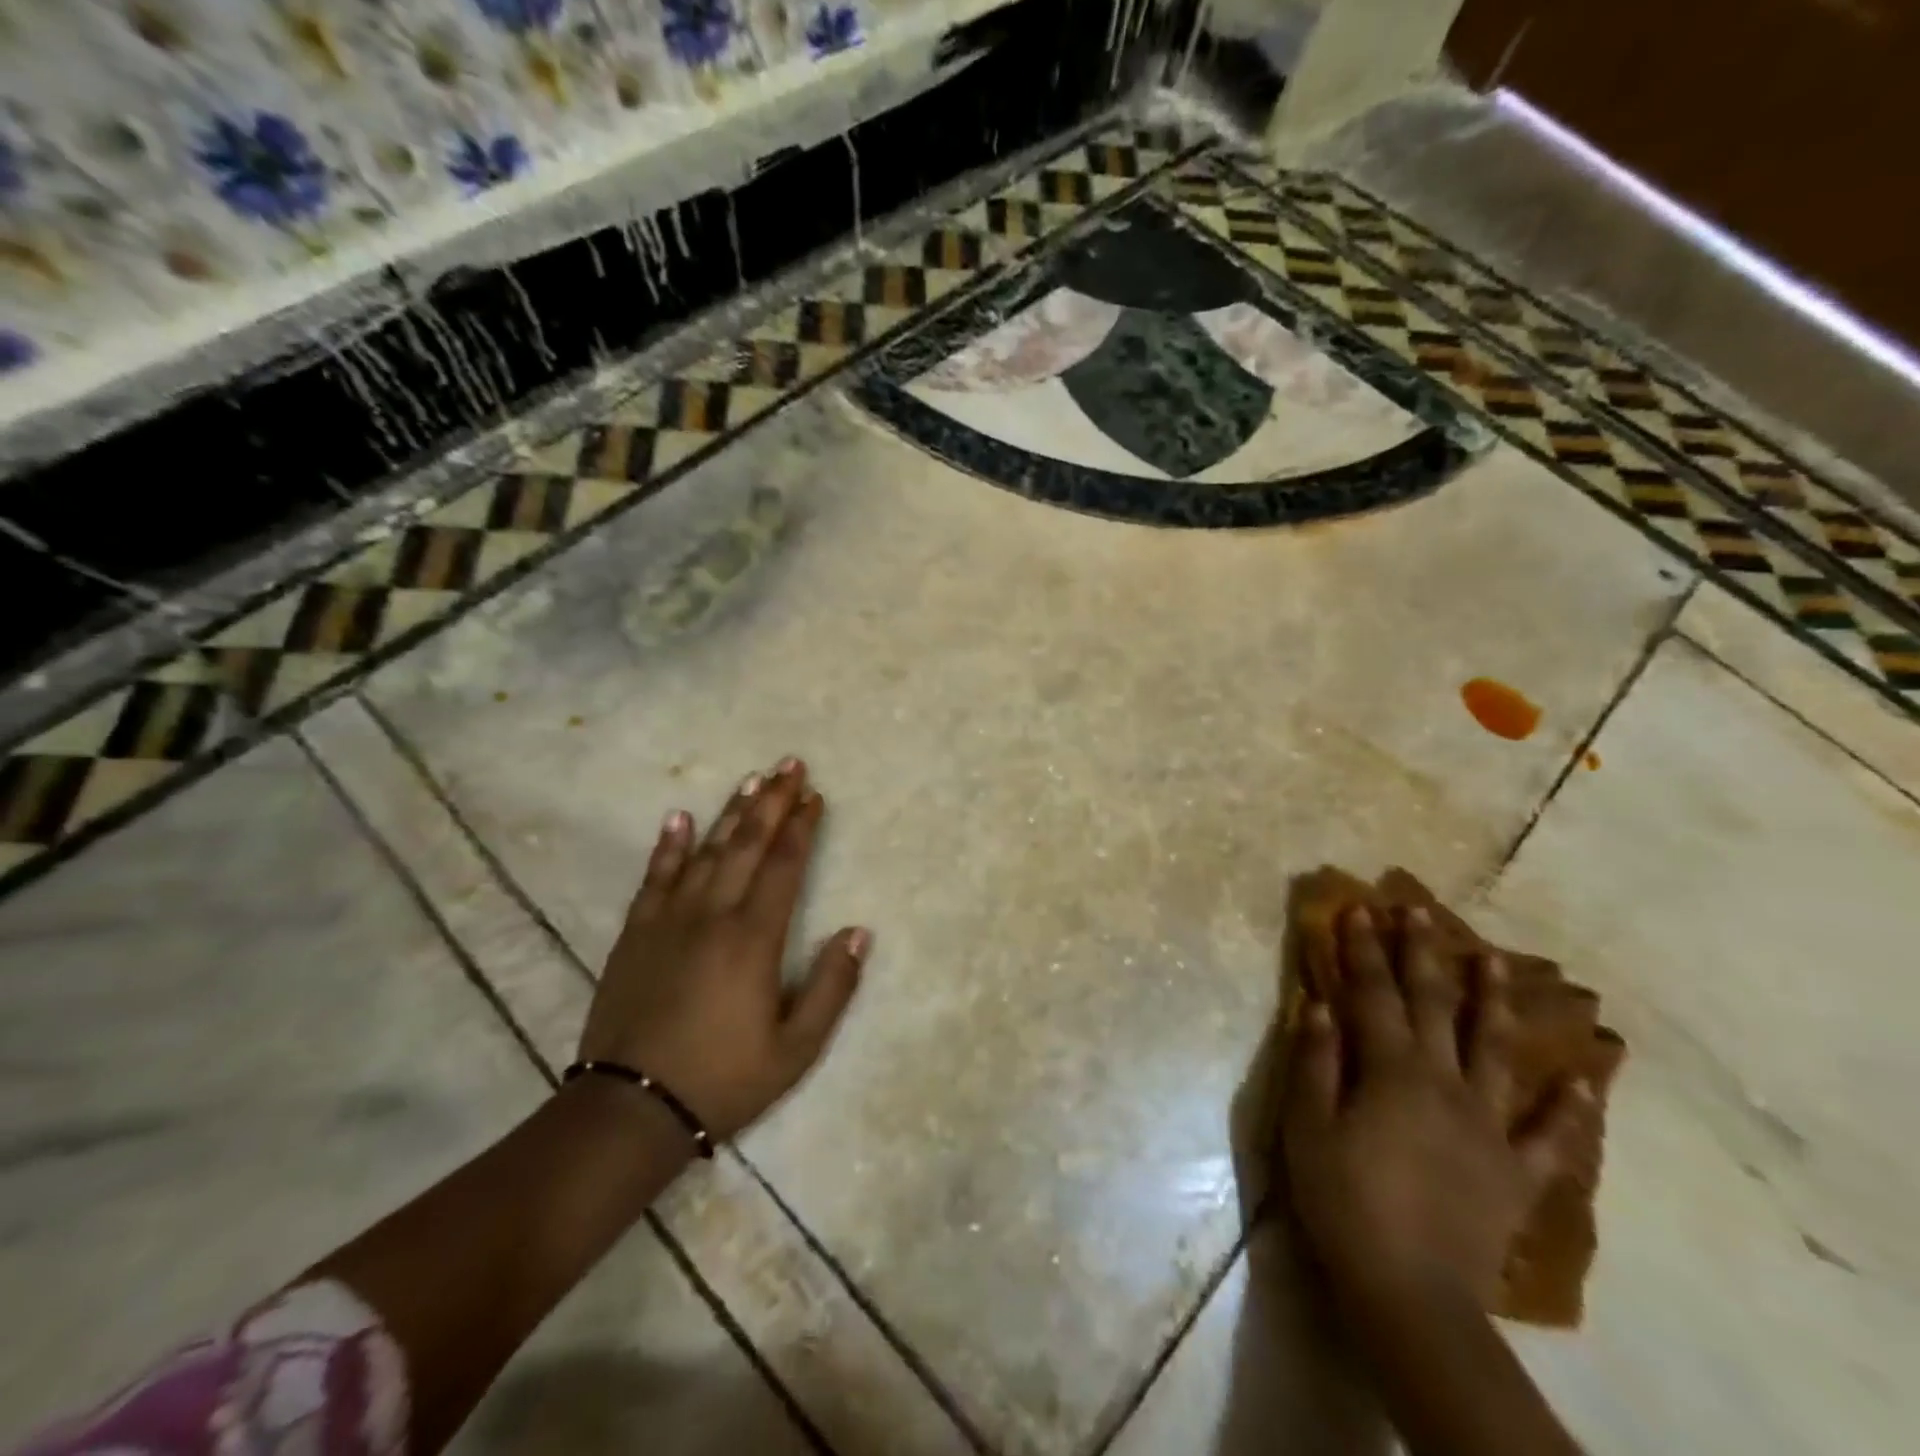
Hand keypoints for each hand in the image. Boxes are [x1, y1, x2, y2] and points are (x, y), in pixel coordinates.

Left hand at [577, 757, 868, 1141]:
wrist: (630, 1108)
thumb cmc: (724, 1079)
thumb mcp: (796, 1048)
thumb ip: (832, 986)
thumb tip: (859, 931)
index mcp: (754, 938)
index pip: (785, 865)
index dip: (802, 827)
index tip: (815, 795)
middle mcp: (713, 914)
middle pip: (748, 844)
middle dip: (772, 801)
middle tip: (789, 764)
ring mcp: (669, 919)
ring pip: (706, 851)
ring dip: (731, 812)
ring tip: (751, 779)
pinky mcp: (636, 933)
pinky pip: (655, 877)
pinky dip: (668, 845)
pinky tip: (679, 817)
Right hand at [1281, 905, 1591, 1311]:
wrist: (1411, 1294)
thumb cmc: (1344, 1201)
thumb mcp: (1307, 1127)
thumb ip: (1315, 1061)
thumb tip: (1321, 1003)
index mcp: (1391, 1071)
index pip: (1373, 993)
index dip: (1363, 948)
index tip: (1359, 907)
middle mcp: (1444, 1083)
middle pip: (1432, 1005)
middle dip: (1422, 953)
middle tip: (1419, 910)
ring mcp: (1488, 1126)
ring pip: (1495, 1051)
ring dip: (1492, 1001)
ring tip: (1494, 960)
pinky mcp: (1516, 1172)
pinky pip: (1550, 1137)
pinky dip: (1570, 1110)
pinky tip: (1586, 1082)